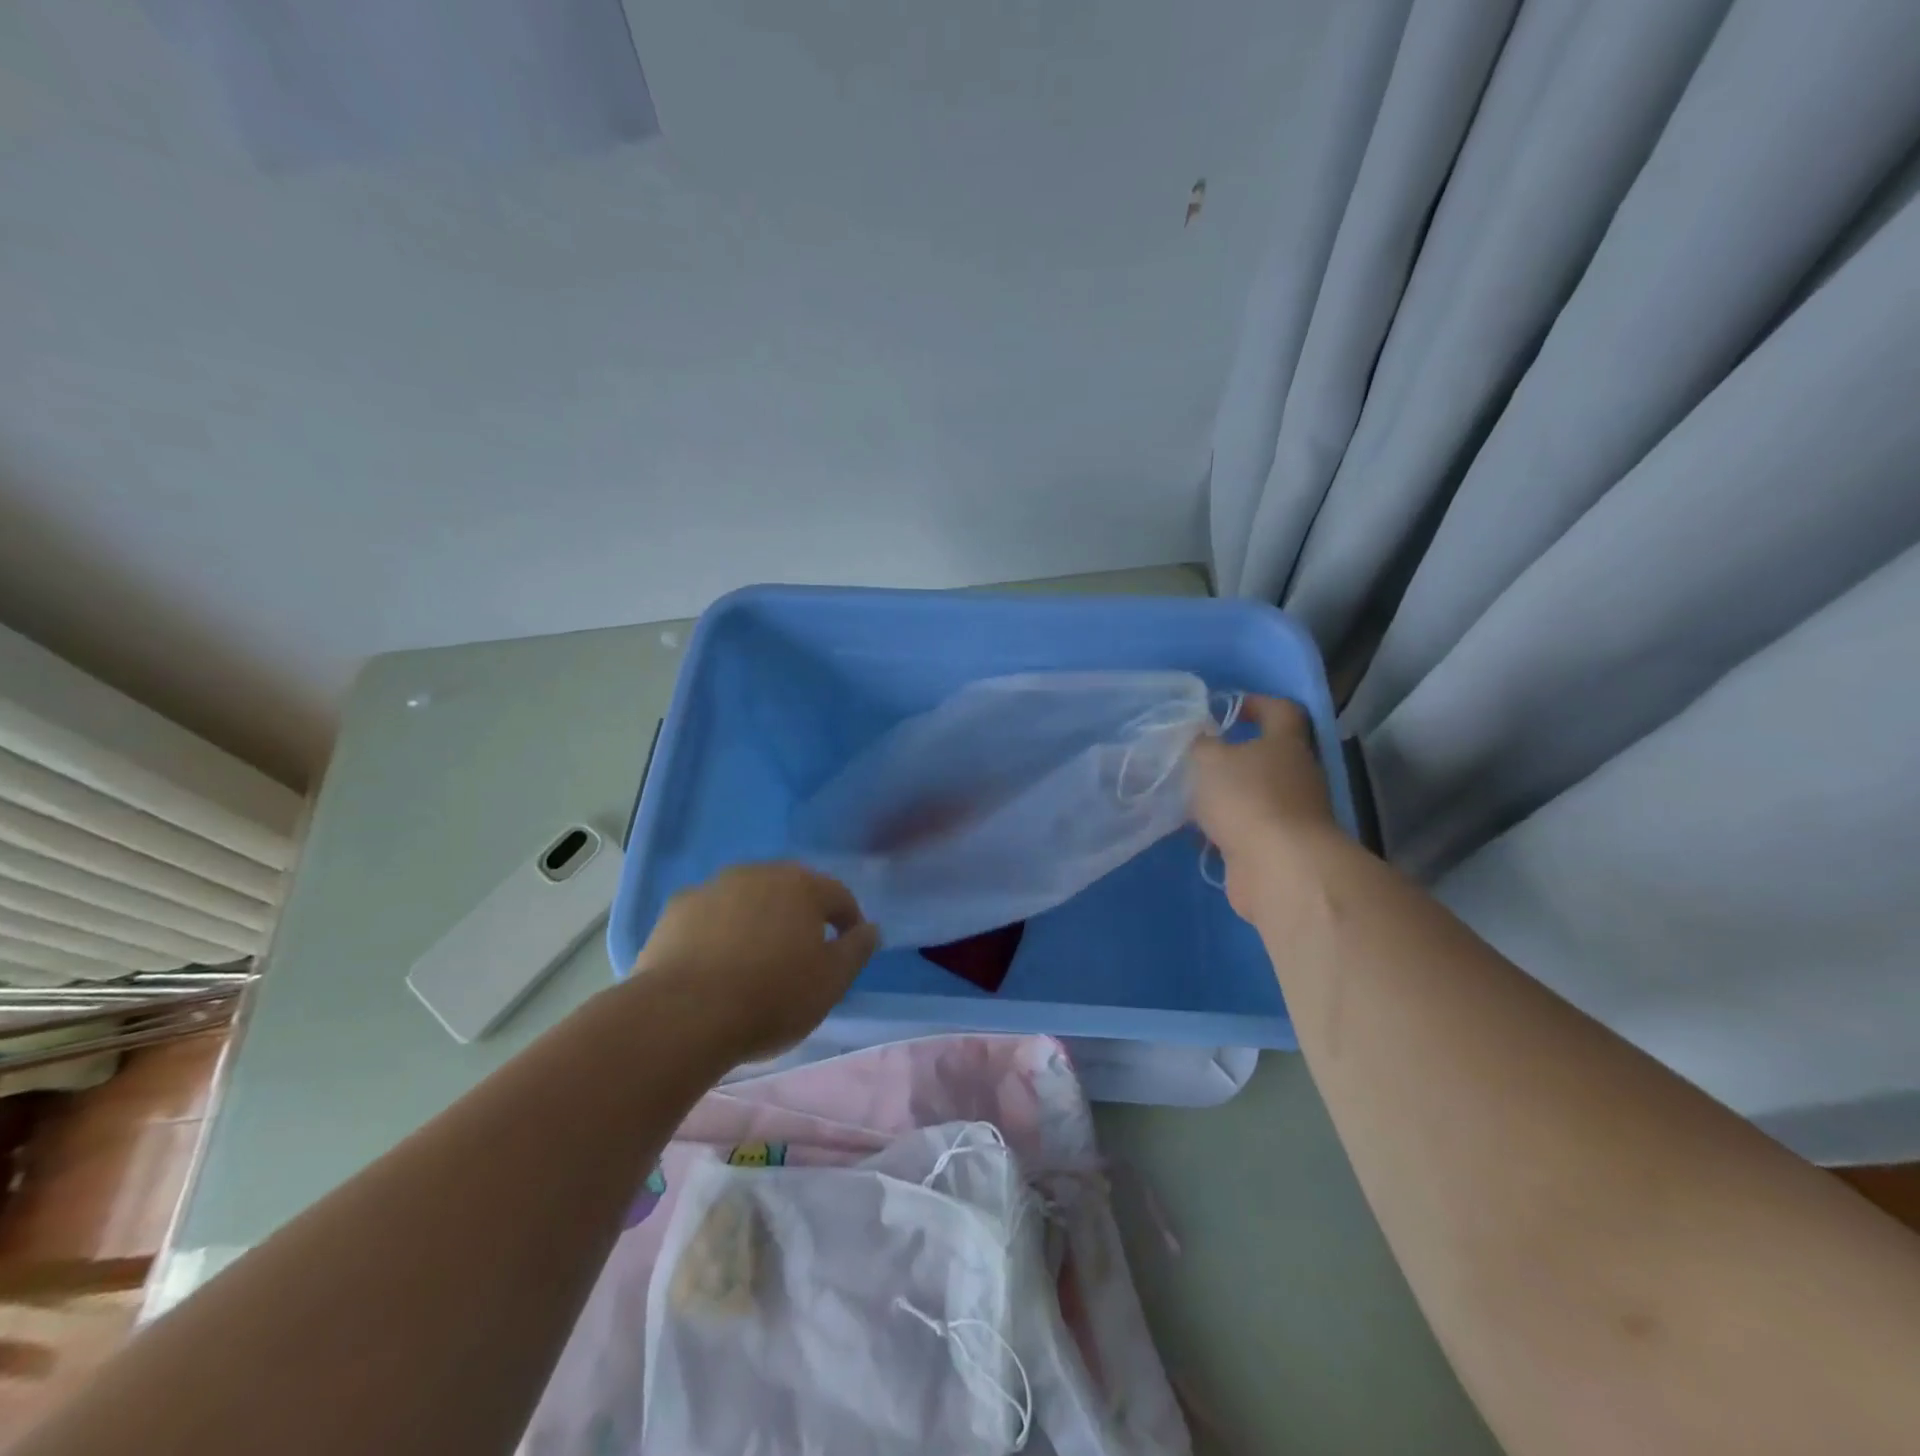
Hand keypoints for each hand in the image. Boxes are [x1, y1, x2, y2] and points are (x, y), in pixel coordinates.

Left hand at [630, 863, 879, 1063]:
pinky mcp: (676, 909)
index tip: (848, 949)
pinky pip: (710, 915)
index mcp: (802, 886)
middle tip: (801, 954)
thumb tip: (870, 928)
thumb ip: (857, 950)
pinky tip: (714, 963)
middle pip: (790, 890)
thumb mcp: (831, 982)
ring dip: (757, 920)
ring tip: (755, 961)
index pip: (838, 895)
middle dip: (800, 915)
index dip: (848, 921)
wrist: (684, 1014)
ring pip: (748, 899)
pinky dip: (718, 930)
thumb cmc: (772, 997)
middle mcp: (759, 873)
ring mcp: (713, 887)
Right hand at [1190, 695, 1338, 917]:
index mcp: (1286, 744)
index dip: (1255, 704)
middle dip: (1232, 757)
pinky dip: (1224, 828)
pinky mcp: (1279, 847)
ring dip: (1225, 796)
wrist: (1279, 868)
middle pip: (1266, 756)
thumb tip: (1200, 738)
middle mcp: (1296, 775)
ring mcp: (1291, 814)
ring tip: (1187, 797)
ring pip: (1253, 795)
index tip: (1224, 709)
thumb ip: (1200, 744)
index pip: (1281, 711)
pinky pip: (1247, 828)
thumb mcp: (1209, 759)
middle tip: (1196, 759)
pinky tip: (1196, 833)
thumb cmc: (1247, 798)